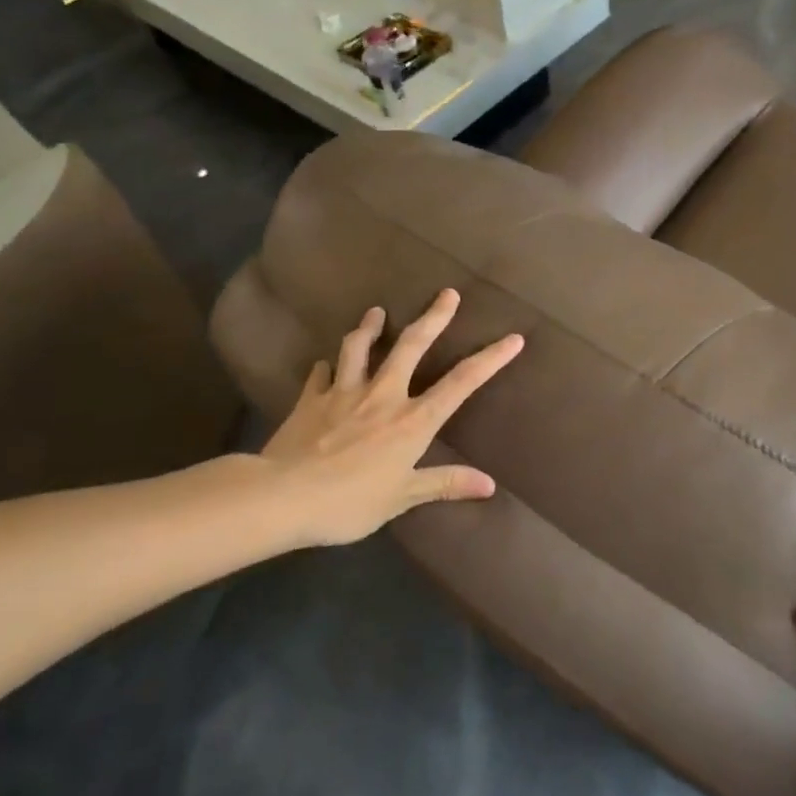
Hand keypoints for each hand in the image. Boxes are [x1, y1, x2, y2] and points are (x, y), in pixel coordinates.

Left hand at [259, 289, 523, 546]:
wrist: (282, 497)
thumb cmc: (349, 502)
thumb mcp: (402, 498)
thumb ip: (444, 484)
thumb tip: (489, 485)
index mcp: (412, 421)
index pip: (460, 383)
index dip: (490, 360)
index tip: (513, 338)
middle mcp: (383, 396)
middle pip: (412, 346)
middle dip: (433, 317)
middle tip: (447, 293)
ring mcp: (344, 392)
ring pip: (359, 348)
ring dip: (370, 327)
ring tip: (376, 312)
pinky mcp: (310, 399)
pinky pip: (321, 374)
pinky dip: (326, 367)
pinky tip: (325, 364)